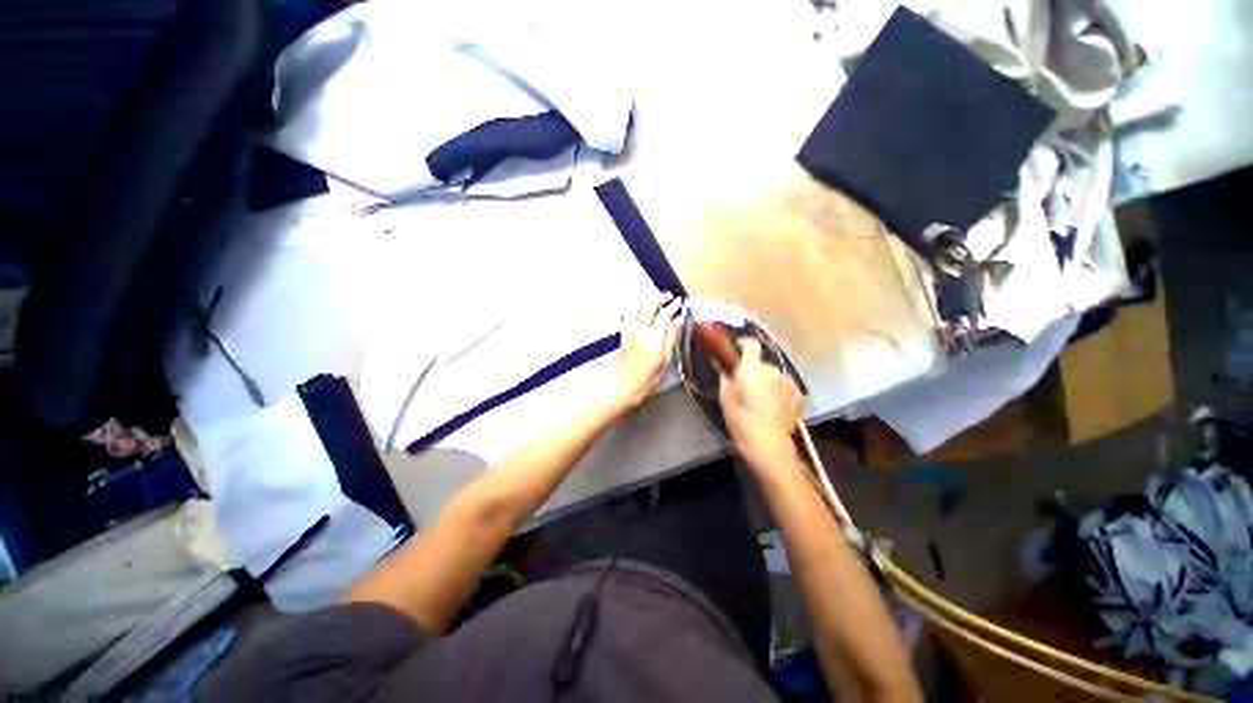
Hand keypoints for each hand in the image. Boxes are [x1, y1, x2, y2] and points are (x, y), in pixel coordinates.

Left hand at [609, 293, 682, 413]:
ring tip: (657, 303)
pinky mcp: (622, 337)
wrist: (625, 387)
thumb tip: (679, 321)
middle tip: (669, 297)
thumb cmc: (648, 378)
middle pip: (649, 308)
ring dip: (649, 304)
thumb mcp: (665, 360)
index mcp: (653, 338)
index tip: (679, 303)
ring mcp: (629, 333)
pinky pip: (629, 318)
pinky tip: (641, 314)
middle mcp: (640, 332)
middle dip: (660, 299)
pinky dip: (637, 312)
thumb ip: (671, 338)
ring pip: (638, 311)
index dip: (673, 307)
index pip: (664, 315)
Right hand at [717, 338, 803, 464]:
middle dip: (754, 371)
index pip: (751, 344)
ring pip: (774, 376)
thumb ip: (725, 375)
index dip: (743, 344)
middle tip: (745, 386)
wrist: (766, 442)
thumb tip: (721, 364)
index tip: (737, 351)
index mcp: (752, 367)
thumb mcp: (725, 395)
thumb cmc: (740, 417)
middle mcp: (773, 370)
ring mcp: (788, 382)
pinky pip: (785, 388)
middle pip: (762, 364)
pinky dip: (779, 392)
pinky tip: (773, 407)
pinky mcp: (798, 395)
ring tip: (761, 400)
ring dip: (768, 382)